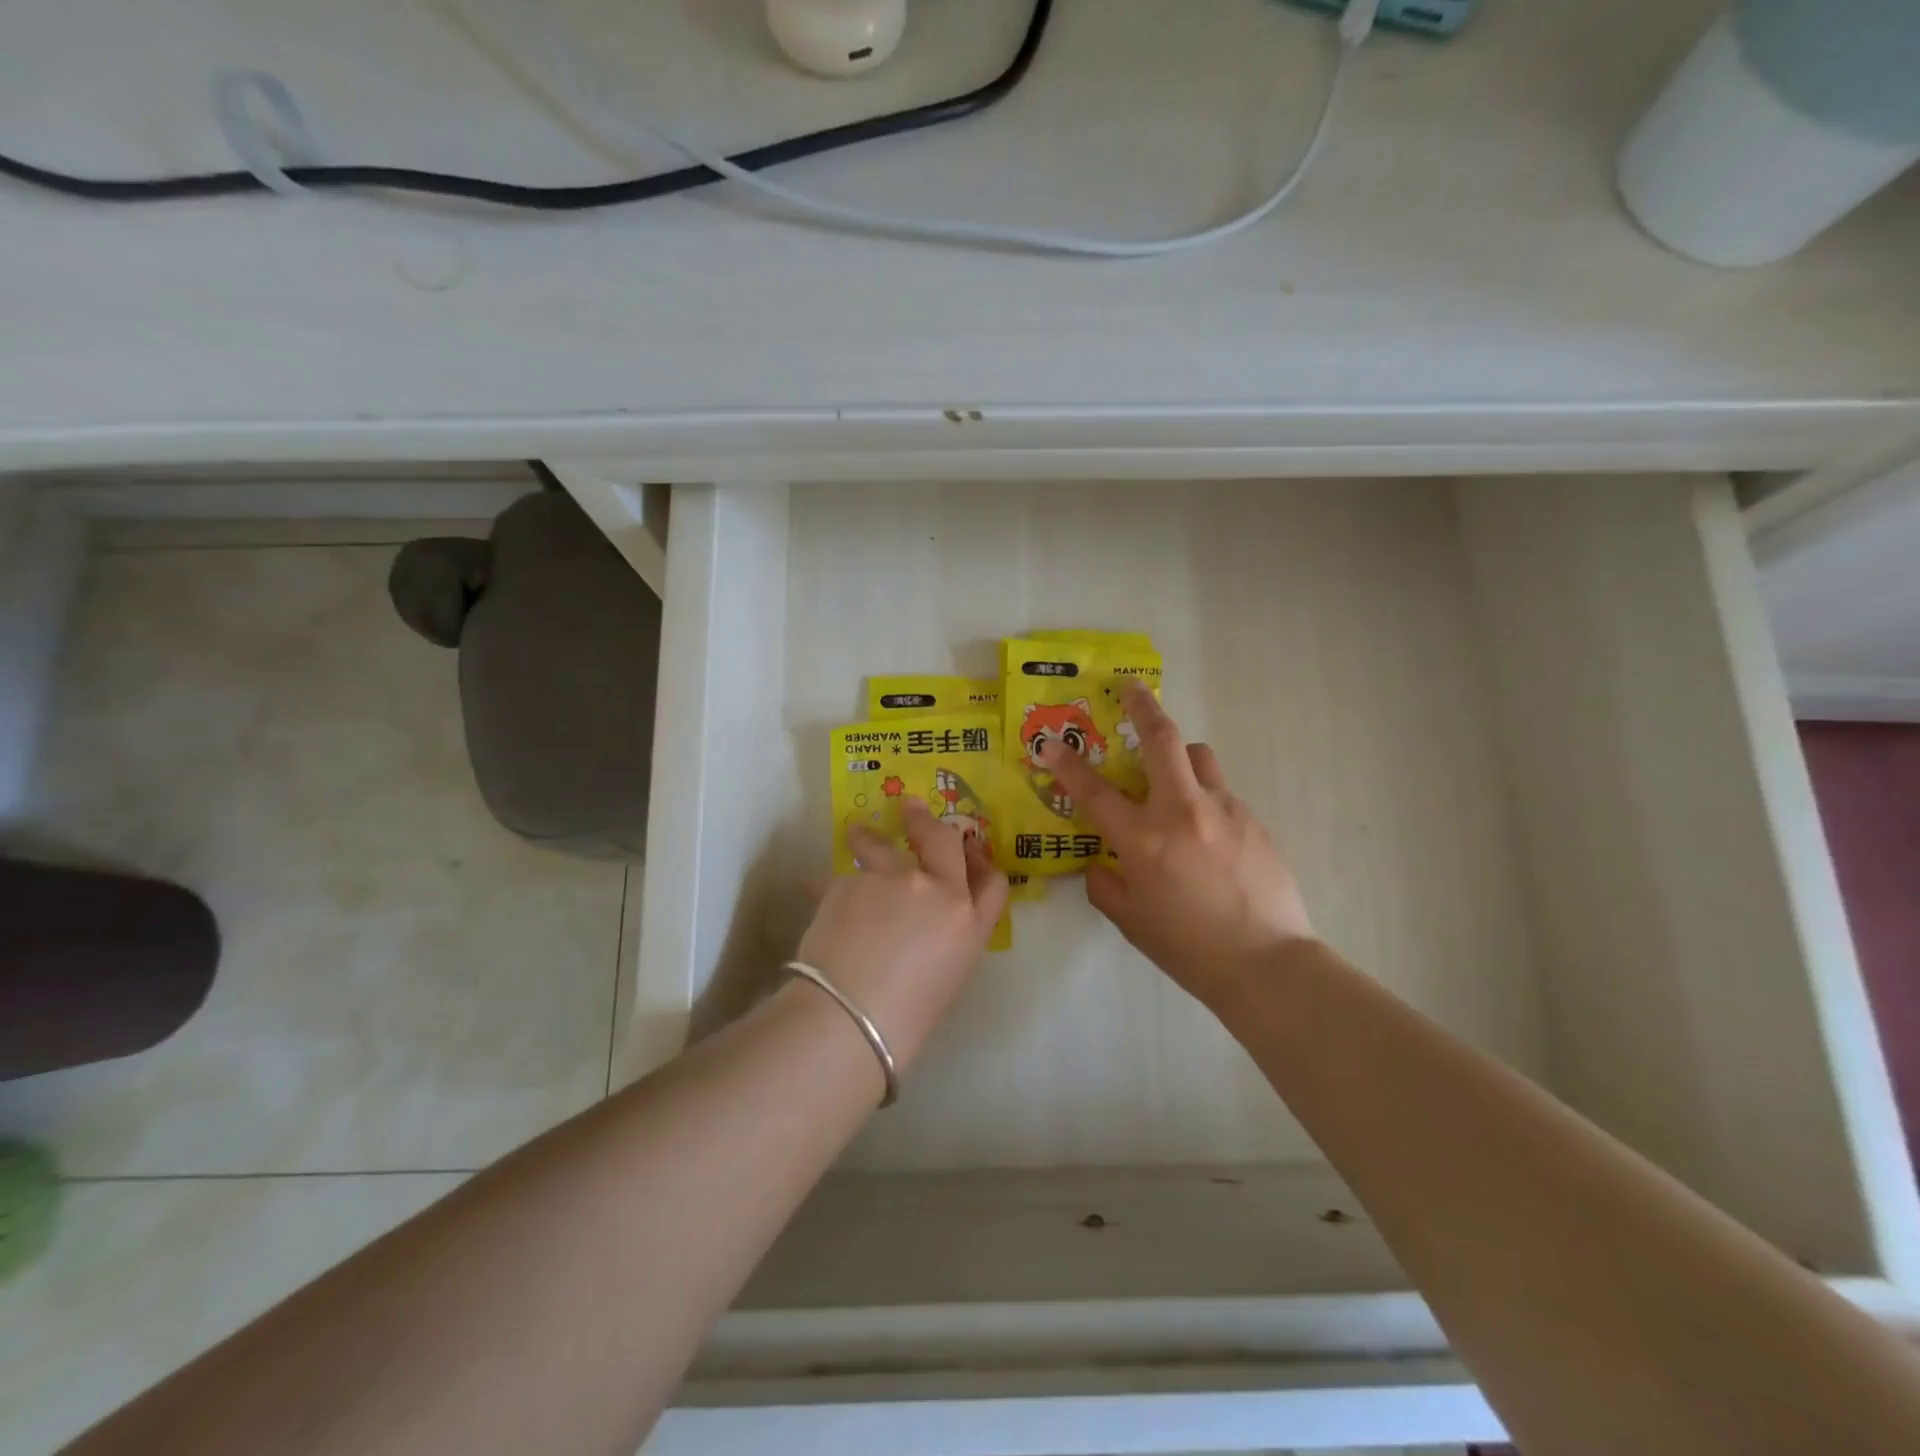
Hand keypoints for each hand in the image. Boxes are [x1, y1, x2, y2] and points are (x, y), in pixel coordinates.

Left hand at [793, 800, 1008, 1071]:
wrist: (851, 1018)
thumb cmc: (905, 1018)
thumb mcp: (946, 978)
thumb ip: (946, 938)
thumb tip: (927, 922)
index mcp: (969, 922)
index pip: (992, 881)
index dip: (982, 861)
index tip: (967, 851)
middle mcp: (937, 889)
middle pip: (942, 839)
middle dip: (926, 820)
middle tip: (911, 808)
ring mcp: (893, 879)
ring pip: (880, 844)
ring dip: (868, 836)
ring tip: (856, 833)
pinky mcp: (851, 880)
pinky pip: (841, 877)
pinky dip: (831, 885)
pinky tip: (815, 892)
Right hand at [1036, 683, 1314, 1011]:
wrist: (1267, 964)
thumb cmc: (1188, 948)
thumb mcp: (1131, 921)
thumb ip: (1105, 885)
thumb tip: (1102, 863)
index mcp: (1144, 840)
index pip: (1094, 791)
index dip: (1066, 764)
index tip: (1049, 742)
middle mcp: (1183, 811)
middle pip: (1161, 739)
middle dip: (1142, 707)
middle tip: (1131, 688)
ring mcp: (1225, 810)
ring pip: (1199, 758)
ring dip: (1178, 757)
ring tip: (1173, 780)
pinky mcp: (1254, 820)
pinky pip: (1222, 794)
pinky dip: (1204, 800)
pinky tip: (1209, 837)